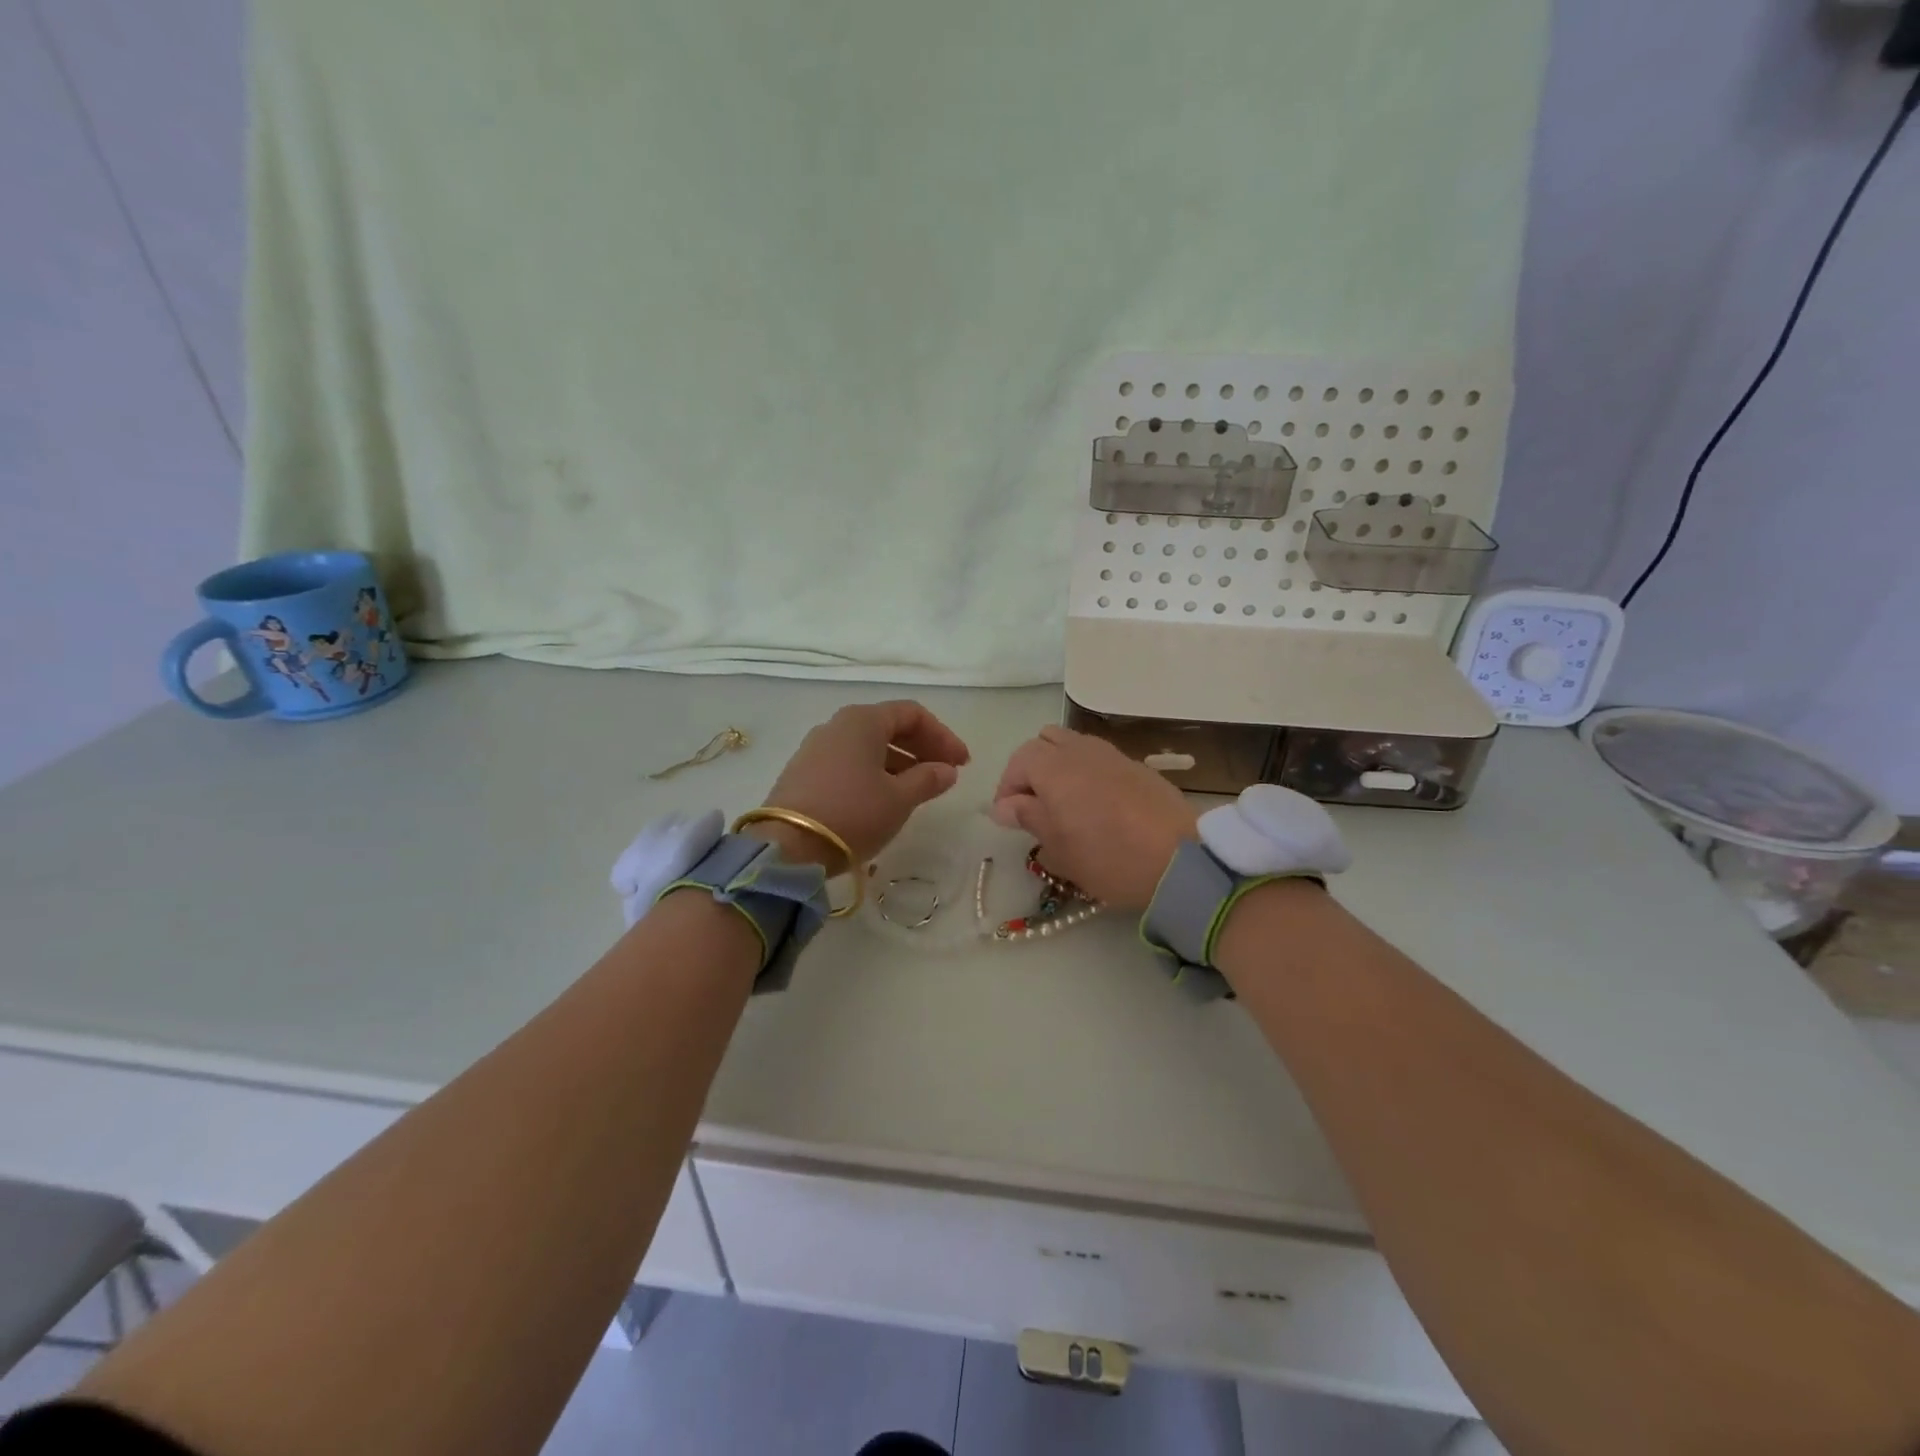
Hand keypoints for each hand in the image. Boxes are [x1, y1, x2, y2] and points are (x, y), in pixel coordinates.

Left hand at [755, 701, 970, 868]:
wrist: (787, 846)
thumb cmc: (853, 813)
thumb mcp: (899, 798)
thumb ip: (928, 779)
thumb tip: (946, 770)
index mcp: (863, 720)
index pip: (912, 714)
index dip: (943, 736)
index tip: (962, 763)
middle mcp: (837, 725)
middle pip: (889, 726)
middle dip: (922, 747)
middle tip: (946, 774)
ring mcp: (816, 748)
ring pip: (868, 746)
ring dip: (899, 762)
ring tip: (919, 789)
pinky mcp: (803, 773)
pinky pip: (849, 762)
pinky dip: (874, 772)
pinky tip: (885, 797)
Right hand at [990, 726, 1198, 910]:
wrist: (1180, 859)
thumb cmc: (1108, 856)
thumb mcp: (1058, 847)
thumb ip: (1028, 817)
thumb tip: (1005, 805)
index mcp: (1054, 766)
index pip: (1018, 761)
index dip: (1008, 787)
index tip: (1009, 817)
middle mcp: (1081, 750)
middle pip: (1045, 742)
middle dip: (1032, 768)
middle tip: (1034, 804)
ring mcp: (1112, 755)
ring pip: (1074, 746)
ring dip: (1061, 767)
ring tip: (1064, 804)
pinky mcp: (1138, 767)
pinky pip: (1100, 759)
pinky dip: (1088, 773)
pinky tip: (1097, 805)